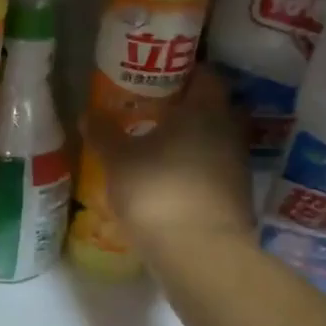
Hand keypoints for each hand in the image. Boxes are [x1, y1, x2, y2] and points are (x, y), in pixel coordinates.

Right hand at [84, 68, 256, 254]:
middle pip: (211, 108)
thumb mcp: (118, 160)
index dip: (181, 72)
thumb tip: (87, 113)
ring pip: (213, 140)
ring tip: (154, 146)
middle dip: (184, 108)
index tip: (155, 78)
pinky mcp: (237, 197)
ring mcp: (237, 165)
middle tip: (150, 111)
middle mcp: (229, 130)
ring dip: (190, 141)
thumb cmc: (157, 191)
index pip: (204, 74)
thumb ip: (104, 133)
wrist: (199, 253)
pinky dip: (193, 169)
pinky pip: (213, 170)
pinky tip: (168, 179)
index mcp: (205, 109)